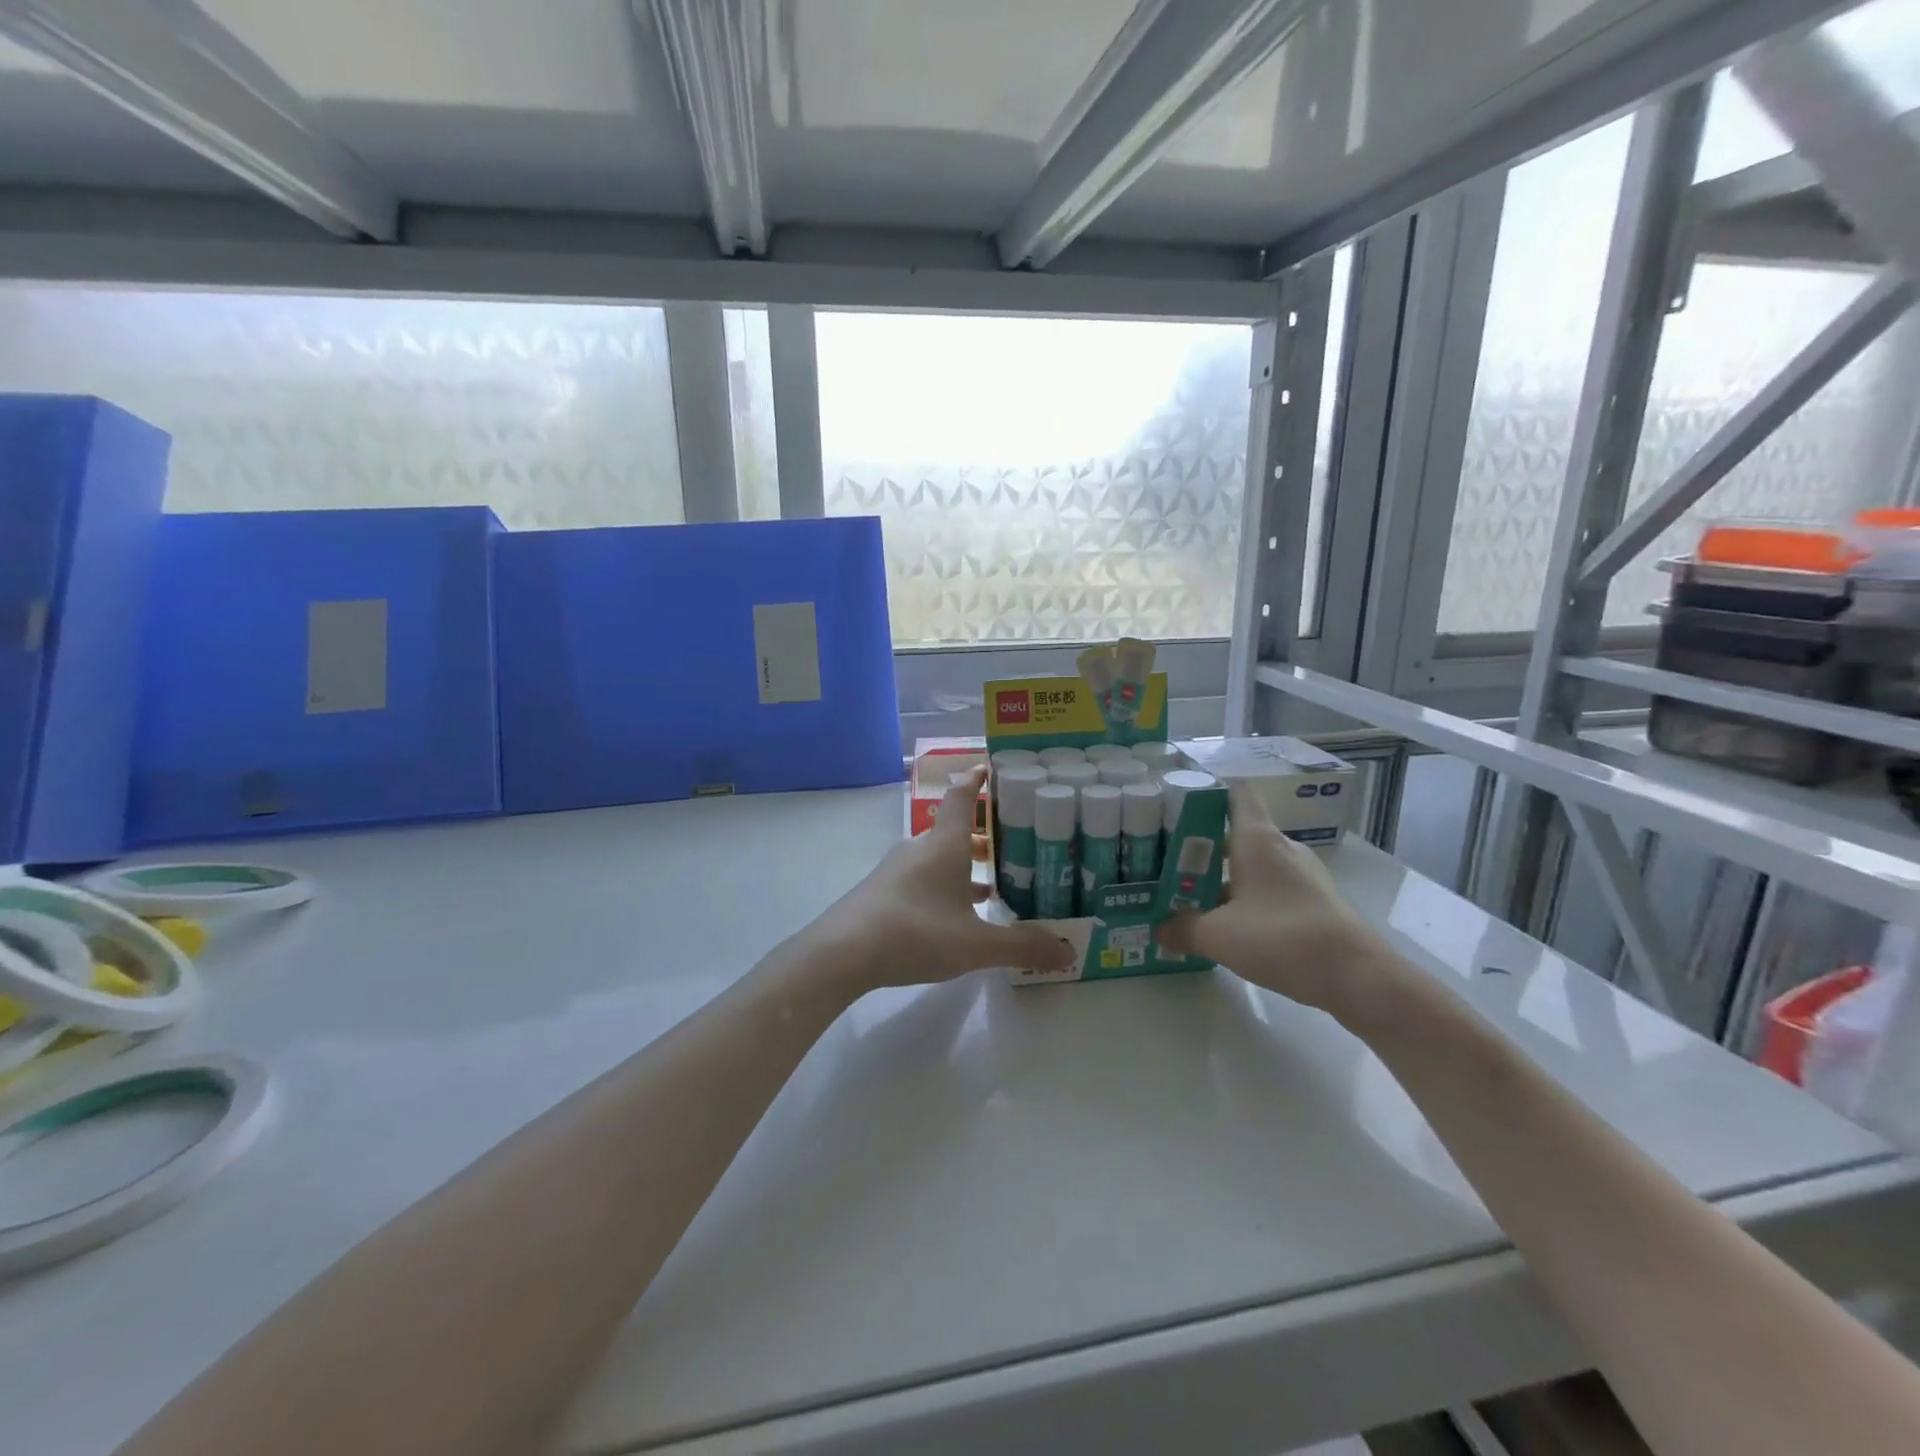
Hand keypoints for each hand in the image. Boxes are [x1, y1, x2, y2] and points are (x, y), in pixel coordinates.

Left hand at [808, 766, 1076, 990]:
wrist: (843, 952)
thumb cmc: (916, 933)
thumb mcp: (976, 944)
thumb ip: (1022, 946)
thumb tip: (1067, 950)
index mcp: (945, 845)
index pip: (963, 797)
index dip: (977, 780)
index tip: (992, 769)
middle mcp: (920, 848)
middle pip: (953, 829)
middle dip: (982, 834)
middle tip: (1011, 844)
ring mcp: (896, 869)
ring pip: (937, 856)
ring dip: (963, 864)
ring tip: (990, 884)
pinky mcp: (882, 892)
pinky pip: (921, 877)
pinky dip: (943, 885)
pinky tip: (953, 915)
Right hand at [1155, 782, 1403, 1021]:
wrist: (1358, 977)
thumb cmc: (1283, 938)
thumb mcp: (1219, 936)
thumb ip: (1183, 928)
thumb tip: (1159, 928)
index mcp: (1257, 839)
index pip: (1235, 792)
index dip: (1206, 790)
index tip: (1174, 801)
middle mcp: (1280, 848)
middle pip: (1235, 832)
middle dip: (1200, 845)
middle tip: (1164, 860)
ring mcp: (1300, 875)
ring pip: (1250, 864)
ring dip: (1220, 876)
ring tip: (1187, 895)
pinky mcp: (1312, 901)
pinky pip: (1267, 888)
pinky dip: (1243, 898)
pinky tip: (1224, 924)